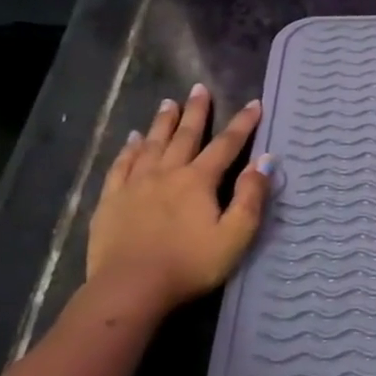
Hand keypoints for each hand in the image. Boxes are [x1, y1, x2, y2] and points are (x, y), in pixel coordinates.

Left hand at [87, 84, 270, 314]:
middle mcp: (167, 173)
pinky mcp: (111, 201)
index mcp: (199, 181)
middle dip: (196, 112)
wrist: (131, 288)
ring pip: (152, 144)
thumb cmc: (190, 264)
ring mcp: (135, 185)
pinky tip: (133, 140)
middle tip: (199, 88)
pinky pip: (121, 166)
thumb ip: (251, 197)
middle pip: (185, 136)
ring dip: (162, 123)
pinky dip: (129, 149)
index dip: (243, 124)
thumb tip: (265, 161)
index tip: (254, 104)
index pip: (226, 145)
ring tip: (168, 102)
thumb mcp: (235, 235)